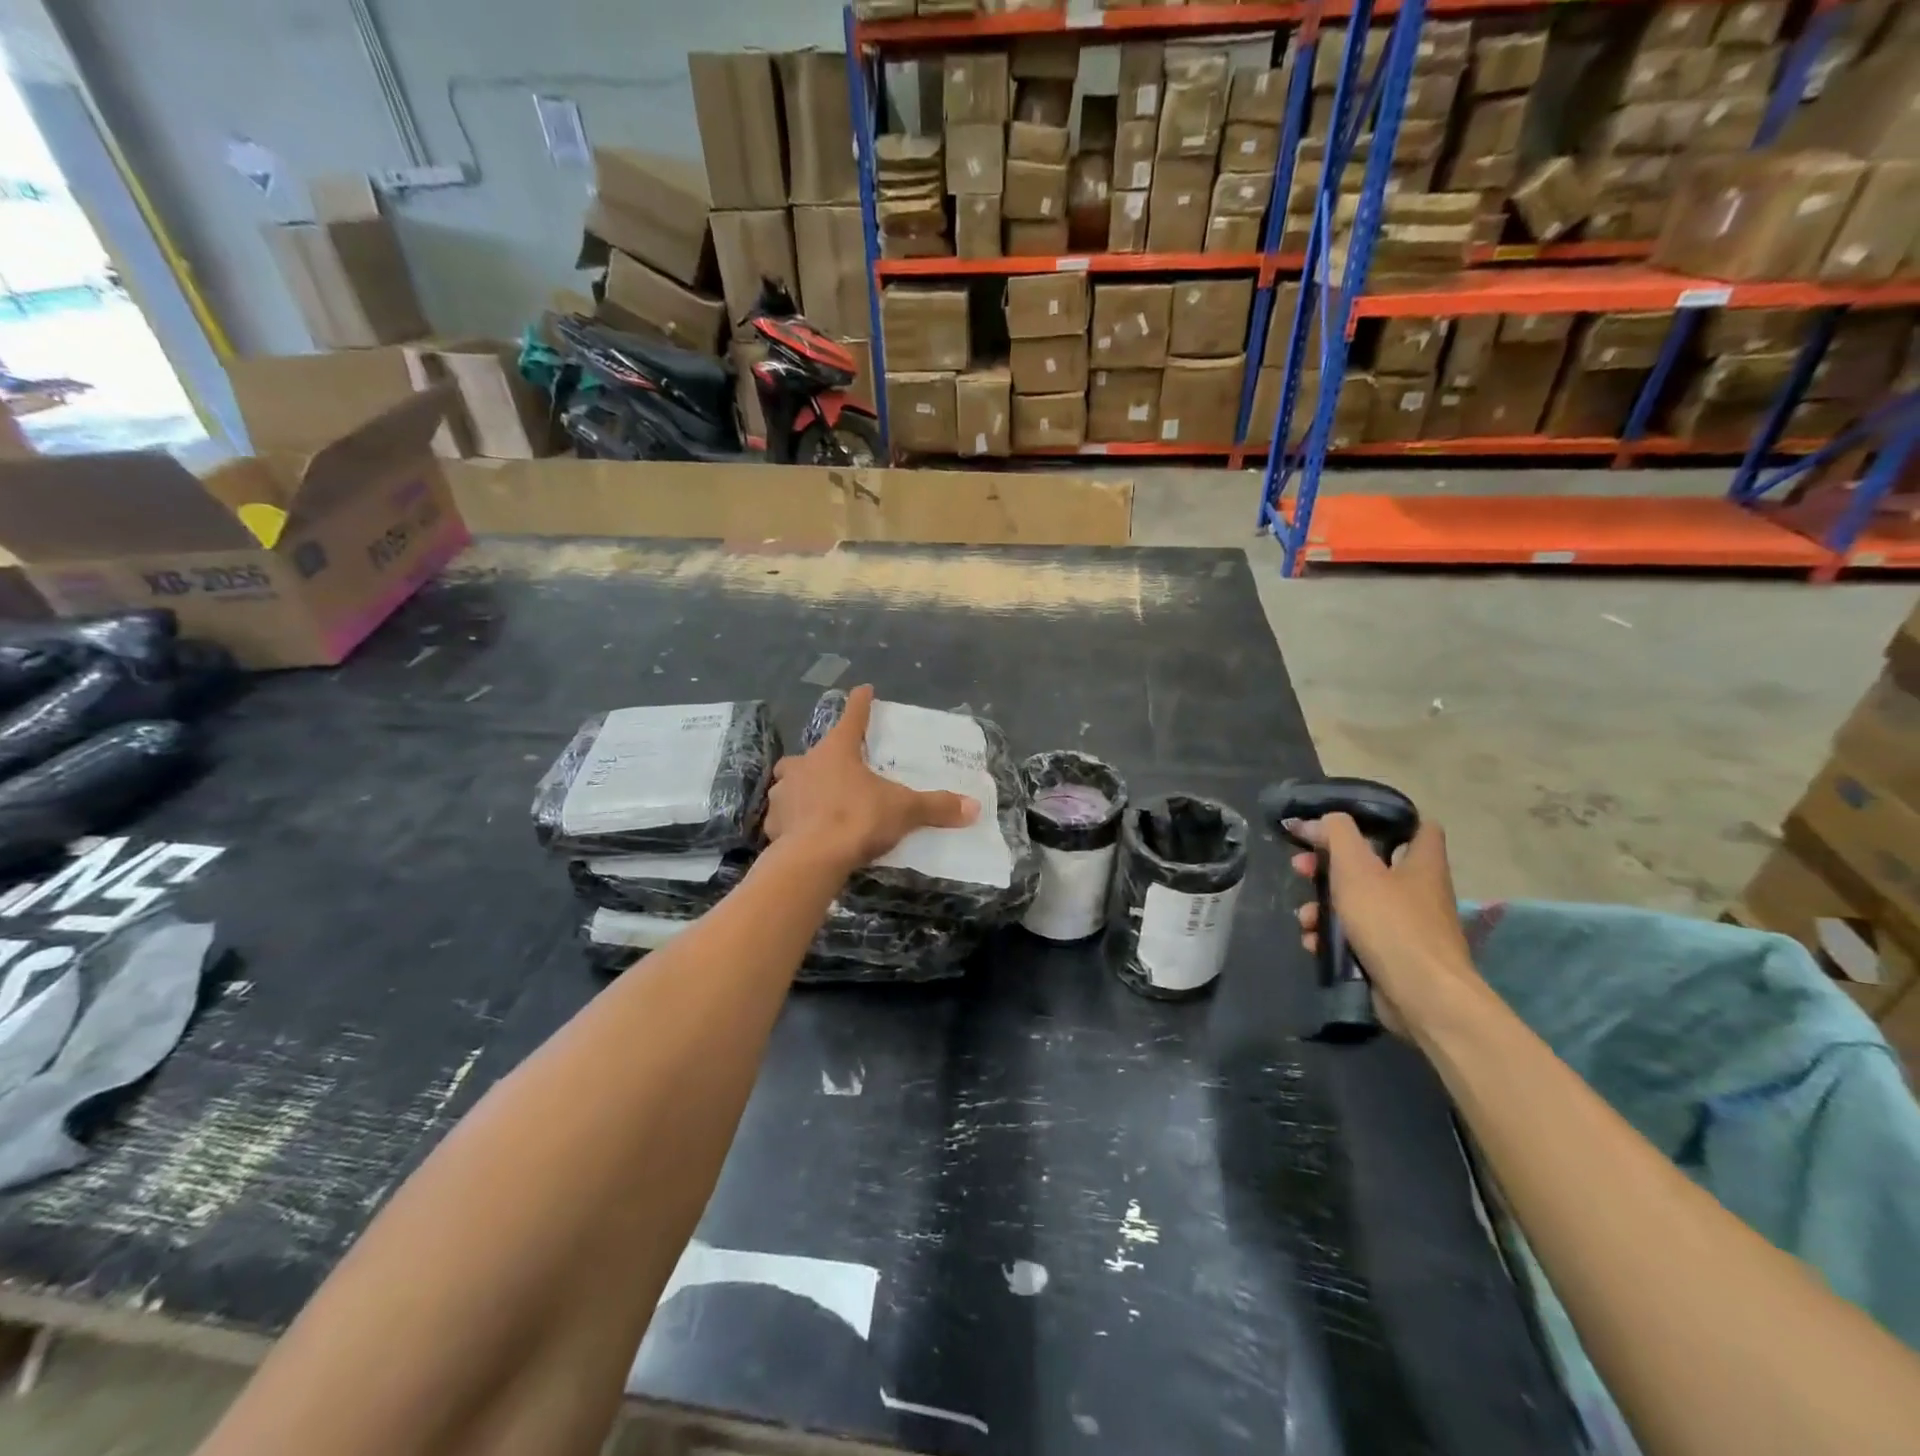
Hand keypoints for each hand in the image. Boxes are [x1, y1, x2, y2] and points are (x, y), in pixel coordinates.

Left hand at [765, 686, 979, 874]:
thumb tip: (974, 807)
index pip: (852, 717)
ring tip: (819, 803)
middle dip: (825, 758)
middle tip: (840, 770)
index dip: (860, 703)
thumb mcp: (903, 811)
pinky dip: (793, 821)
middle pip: (815, 753)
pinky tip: (805, 832)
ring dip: (803, 788)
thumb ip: (936, 806)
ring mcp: (784, 793)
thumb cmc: (857, 819)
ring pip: (791, 782)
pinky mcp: (773, 822)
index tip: (864, 689)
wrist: (812, 859)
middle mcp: (805, 764)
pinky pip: (784, 816)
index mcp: (837, 751)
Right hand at [1288, 814, 1476, 1036]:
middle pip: (1370, 865)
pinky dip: (1332, 937)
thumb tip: (1317, 821)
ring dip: (1323, 906)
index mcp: (1421, 863)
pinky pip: (1356, 936)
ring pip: (1357, 902)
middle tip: (1302, 867)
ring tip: (1304, 916)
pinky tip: (1313, 942)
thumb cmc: (1392, 923)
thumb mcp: (1356, 868)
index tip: (1348, 823)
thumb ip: (1335, 835)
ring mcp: (1407, 926)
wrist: (1422, 997)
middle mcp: (1419, 891)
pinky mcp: (1393, 956)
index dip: (1385, 820)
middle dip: (1329, 866)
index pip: (1418, 826)